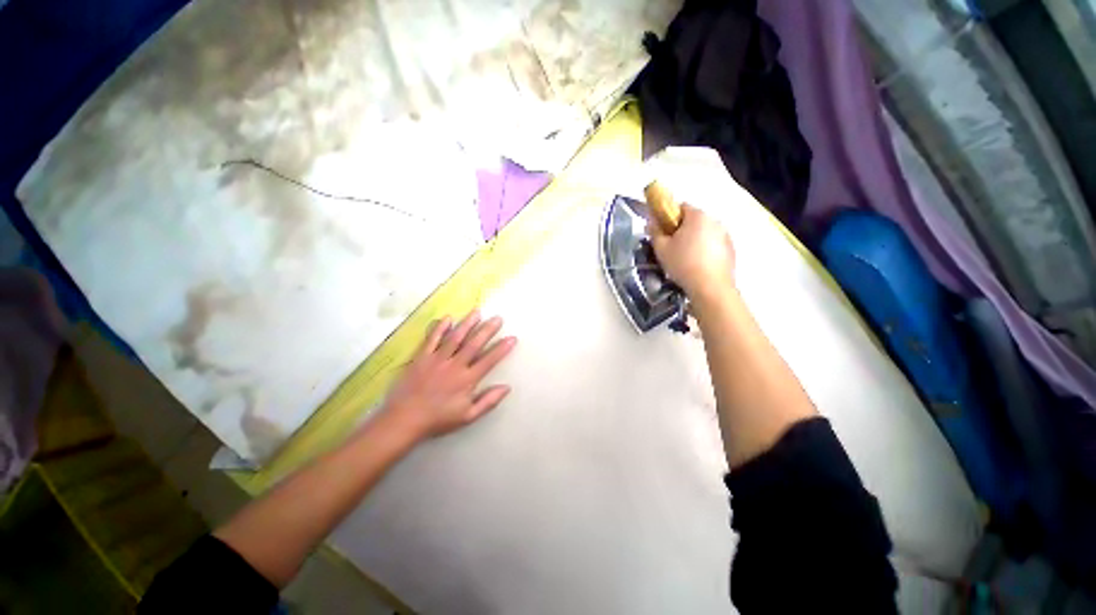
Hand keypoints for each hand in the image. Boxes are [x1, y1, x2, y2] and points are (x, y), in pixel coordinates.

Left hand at [377, 310, 516, 441]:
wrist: (404, 419)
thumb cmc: (438, 419)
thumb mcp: (468, 416)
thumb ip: (488, 401)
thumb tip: (507, 387)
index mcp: (467, 379)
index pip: (489, 360)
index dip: (502, 348)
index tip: (512, 338)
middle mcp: (455, 365)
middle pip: (474, 344)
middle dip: (487, 330)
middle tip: (498, 318)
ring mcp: (437, 359)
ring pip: (455, 337)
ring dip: (467, 323)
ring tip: (477, 312)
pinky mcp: (422, 357)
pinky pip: (432, 339)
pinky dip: (440, 328)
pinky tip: (448, 318)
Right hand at [649, 204, 735, 303]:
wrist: (710, 287)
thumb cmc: (683, 264)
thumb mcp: (661, 249)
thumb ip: (655, 232)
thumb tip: (651, 222)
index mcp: (697, 216)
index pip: (681, 207)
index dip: (669, 217)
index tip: (663, 232)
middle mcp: (714, 220)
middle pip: (694, 220)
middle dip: (682, 230)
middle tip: (671, 247)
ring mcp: (725, 235)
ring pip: (705, 232)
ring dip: (695, 240)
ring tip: (685, 259)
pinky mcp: (731, 249)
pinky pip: (714, 244)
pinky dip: (705, 250)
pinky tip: (698, 265)